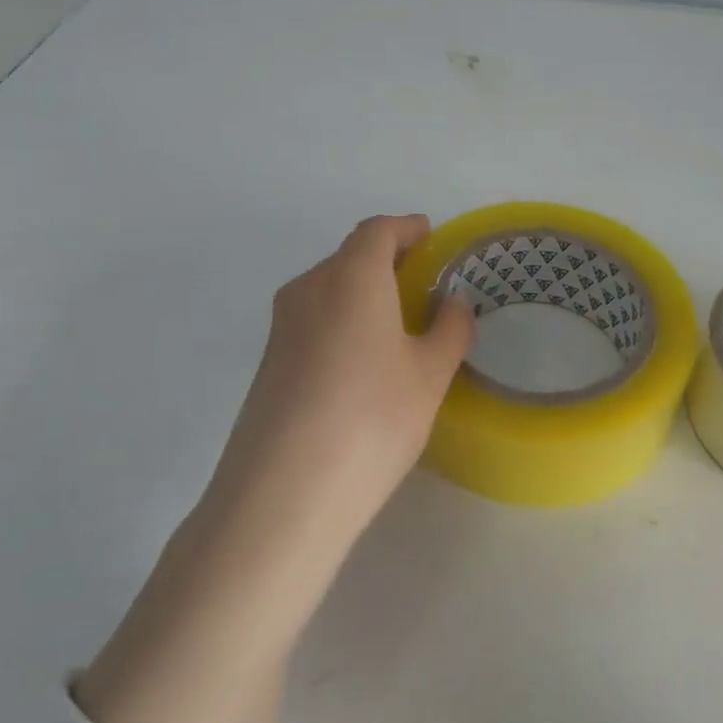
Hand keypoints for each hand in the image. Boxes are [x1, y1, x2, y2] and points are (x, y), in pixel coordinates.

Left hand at [208, 213, 474, 553]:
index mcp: (351, 277)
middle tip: (424, 284)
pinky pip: (313, 320)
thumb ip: (449, 329)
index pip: (378, 231)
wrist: (283, 493)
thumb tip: (454, 302)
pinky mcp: (269, 361)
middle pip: (350, 257)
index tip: (431, 237)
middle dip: (387, 260)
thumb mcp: (429, 375)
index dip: (406, 228)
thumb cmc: (372, 418)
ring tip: (399, 323)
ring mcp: (281, 326)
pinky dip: (343, 320)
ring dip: (364, 292)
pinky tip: (364, 360)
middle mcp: (309, 288)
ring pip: (329, 289)